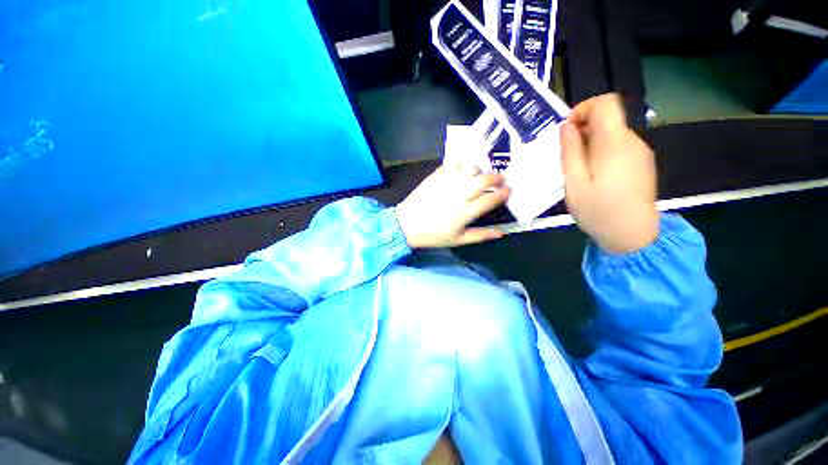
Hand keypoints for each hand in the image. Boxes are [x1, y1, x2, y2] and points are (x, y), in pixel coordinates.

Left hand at [395, 163, 510, 248]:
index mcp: (465, 212)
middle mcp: (458, 194)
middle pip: (484, 179)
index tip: (508, 191)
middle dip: (497, 177)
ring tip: (480, 175)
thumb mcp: (458, 240)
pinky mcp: (436, 175)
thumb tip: (502, 232)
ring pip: (470, 167)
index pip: (491, 198)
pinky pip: (453, 163)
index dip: (503, 193)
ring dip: (480, 169)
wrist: (407, 224)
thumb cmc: (433, 235)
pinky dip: (462, 163)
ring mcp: (447, 182)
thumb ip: (480, 235)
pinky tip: (464, 167)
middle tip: (500, 179)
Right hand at [560, 94, 658, 253]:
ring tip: (577, 170)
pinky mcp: (641, 164)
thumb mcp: (574, 182)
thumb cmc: (598, 210)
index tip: (567, 131)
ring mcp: (640, 153)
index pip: (605, 104)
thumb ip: (570, 151)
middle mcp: (632, 141)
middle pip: (607, 119)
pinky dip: (602, 152)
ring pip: (612, 134)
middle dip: (582, 130)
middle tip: (566, 157)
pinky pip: (618, 147)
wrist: (632, 235)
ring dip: (590, 144)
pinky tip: (594, 176)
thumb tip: (567, 126)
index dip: (583, 109)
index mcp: (615, 143)